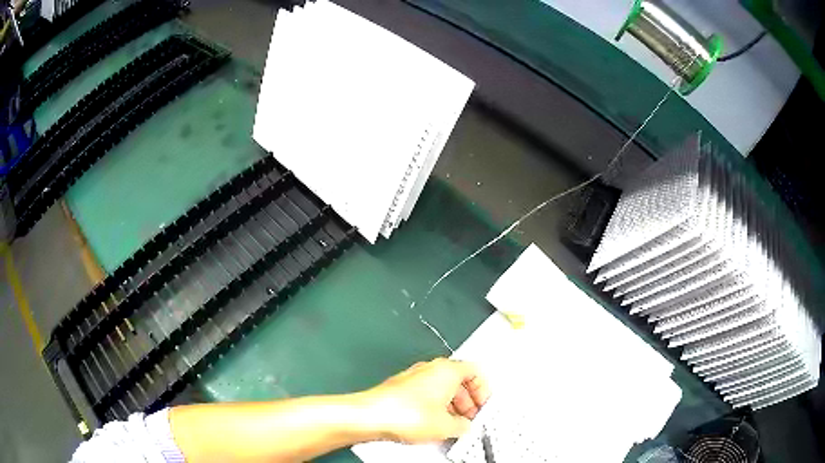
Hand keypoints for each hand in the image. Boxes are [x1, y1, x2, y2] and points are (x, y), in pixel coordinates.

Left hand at [363, 358, 489, 443]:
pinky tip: (432, 424)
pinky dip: (434, 407)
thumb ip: (463, 425)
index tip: (484, 405)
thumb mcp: (446, 426)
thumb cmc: (404, 413)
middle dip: (467, 400)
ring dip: (451, 405)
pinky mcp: (400, 388)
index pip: (475, 371)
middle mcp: (430, 368)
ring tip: (452, 425)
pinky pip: (425, 394)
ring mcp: (413, 377)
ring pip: (441, 388)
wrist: (370, 416)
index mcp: (447, 369)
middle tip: (470, 417)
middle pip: (458, 380)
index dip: (483, 390)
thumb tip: (464, 426)